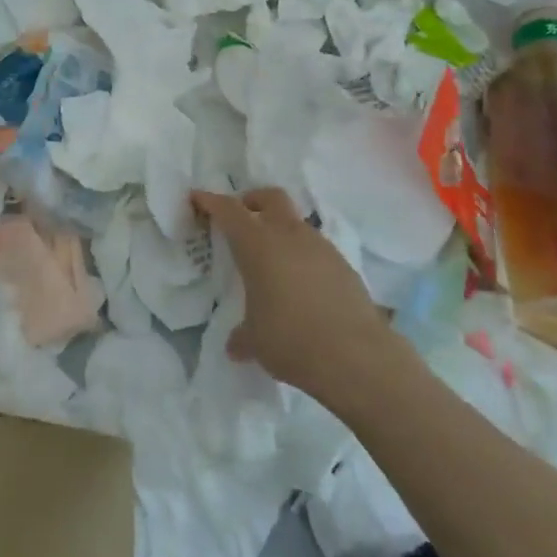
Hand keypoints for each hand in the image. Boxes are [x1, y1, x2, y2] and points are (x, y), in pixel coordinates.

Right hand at [192, 187, 388, 393]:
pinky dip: (303, 257)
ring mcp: (321, 248)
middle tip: (241, 218)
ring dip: (281, 231)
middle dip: (252, 201)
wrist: (358, 358)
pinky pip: (317, 250)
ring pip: (296, 223)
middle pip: (270, 197)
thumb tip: (235, 345)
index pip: (228, 210)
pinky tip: (301, 286)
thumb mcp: (256, 341)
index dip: (210, 201)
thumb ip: (242, 336)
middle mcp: (289, 236)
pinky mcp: (345, 267)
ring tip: (272, 262)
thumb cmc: (292, 340)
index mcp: (257, 245)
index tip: (197, 198)